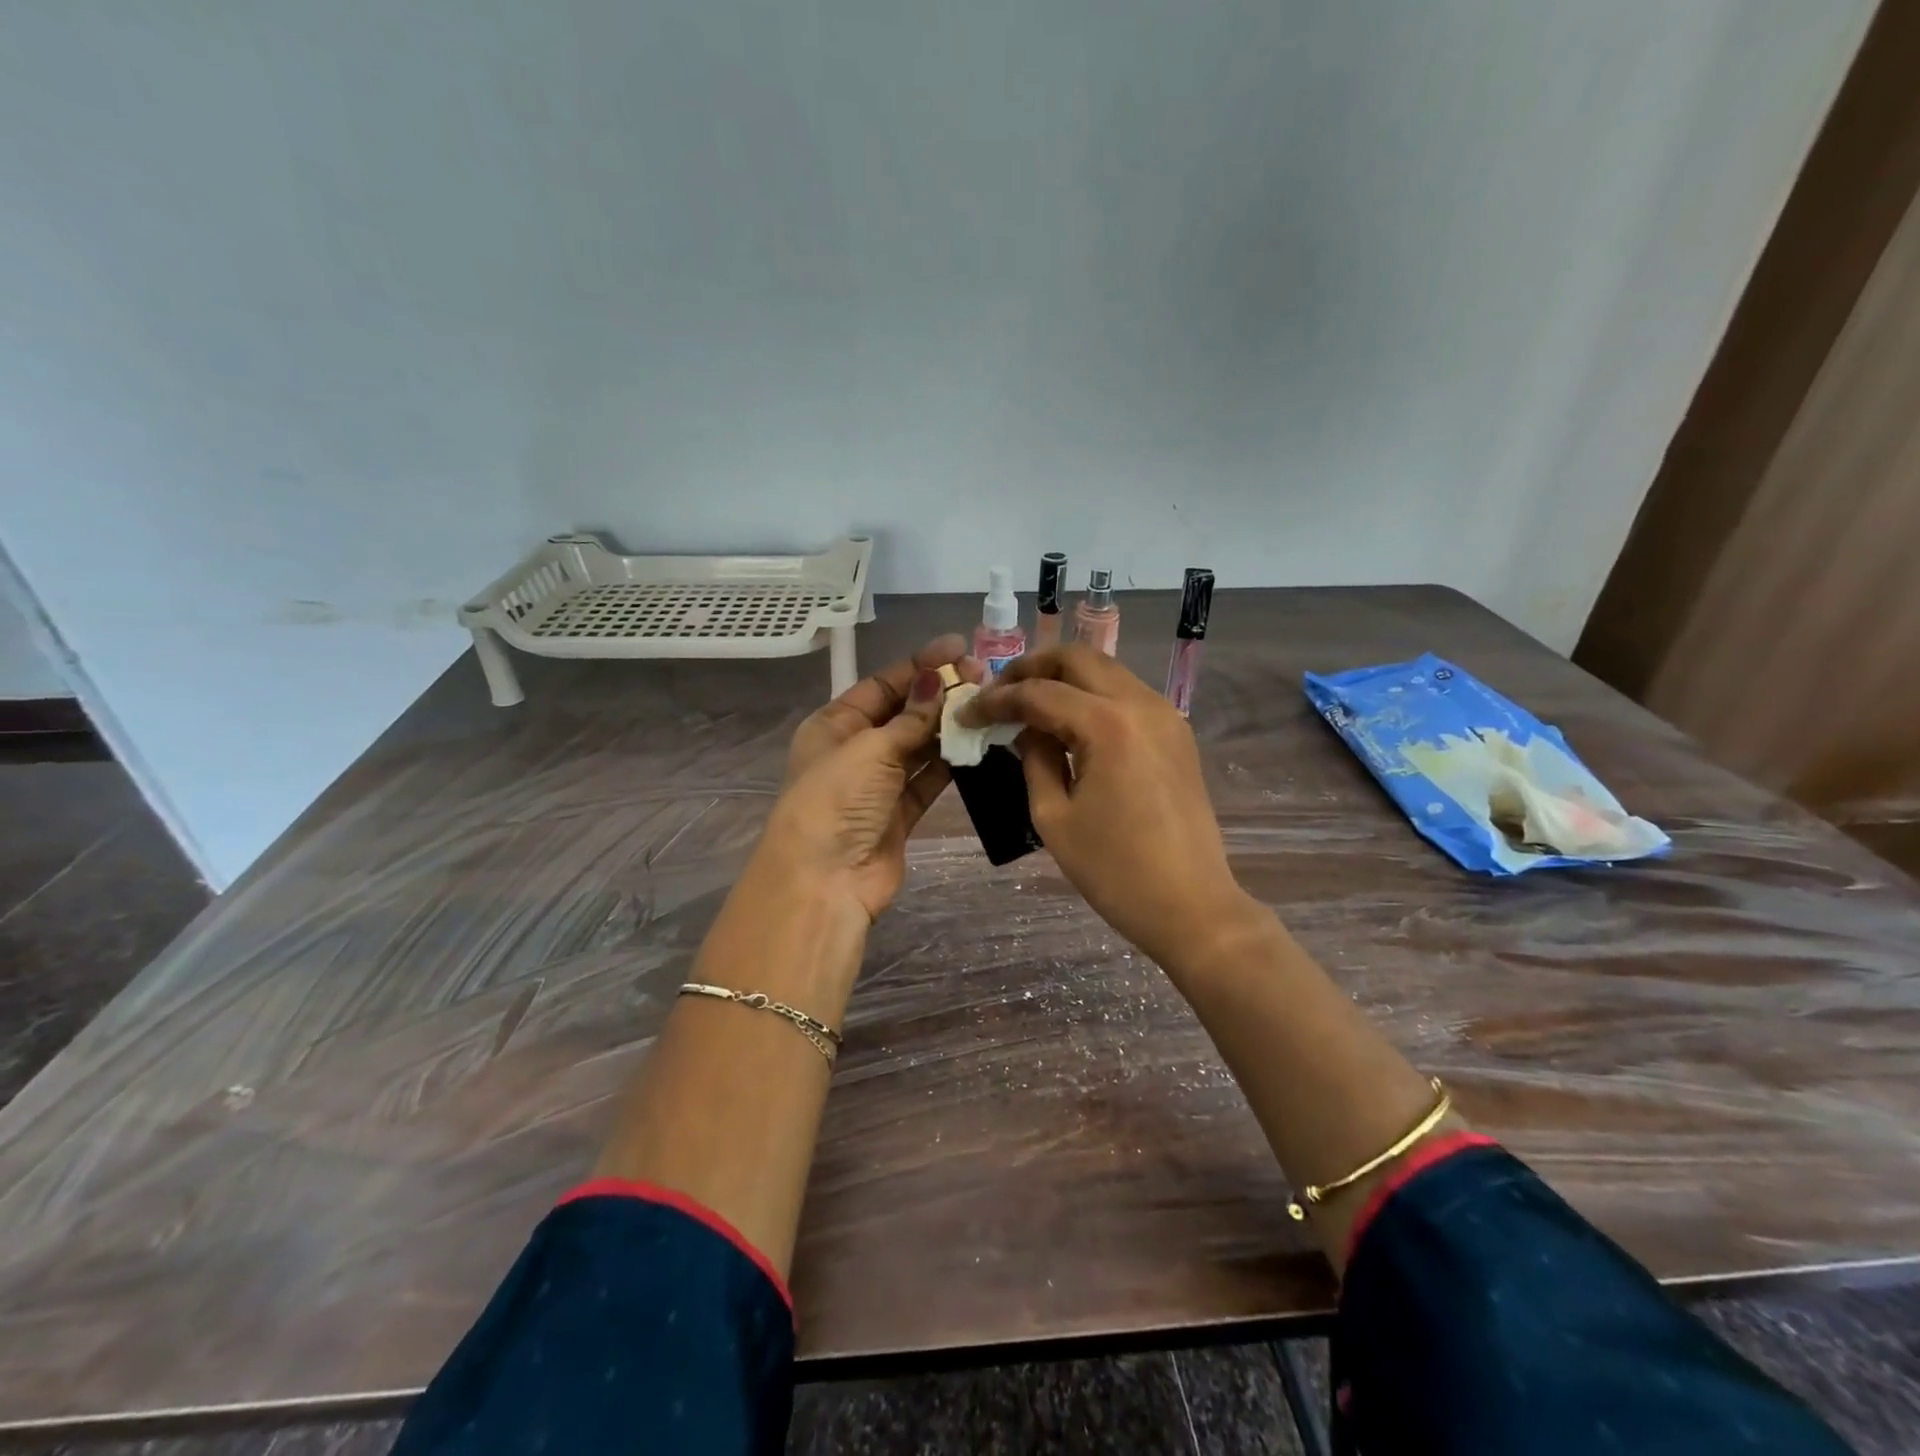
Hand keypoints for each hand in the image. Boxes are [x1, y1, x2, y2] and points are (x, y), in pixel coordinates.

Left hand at [752, 635, 979, 922]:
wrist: (824, 881)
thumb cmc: (836, 801)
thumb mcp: (870, 748)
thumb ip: (910, 718)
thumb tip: (936, 680)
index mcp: (834, 725)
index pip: (882, 685)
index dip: (919, 665)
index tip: (959, 648)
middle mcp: (854, 750)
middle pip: (903, 712)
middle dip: (939, 693)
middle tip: (983, 676)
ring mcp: (877, 784)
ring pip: (918, 745)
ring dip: (948, 726)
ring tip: (987, 705)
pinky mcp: (899, 813)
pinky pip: (928, 779)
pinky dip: (949, 762)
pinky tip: (977, 743)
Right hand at [963, 645, 1255, 973]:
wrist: (1191, 906)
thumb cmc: (1115, 870)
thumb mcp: (1054, 817)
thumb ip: (1034, 759)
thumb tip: (1025, 728)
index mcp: (1108, 725)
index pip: (1039, 693)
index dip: (997, 700)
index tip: (967, 713)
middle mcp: (1141, 704)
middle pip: (1079, 658)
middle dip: (1032, 667)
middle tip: (1000, 692)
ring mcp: (1166, 715)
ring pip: (1106, 671)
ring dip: (1064, 679)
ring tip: (1030, 706)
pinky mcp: (1176, 733)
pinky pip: (1127, 695)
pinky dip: (1093, 697)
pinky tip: (1070, 725)